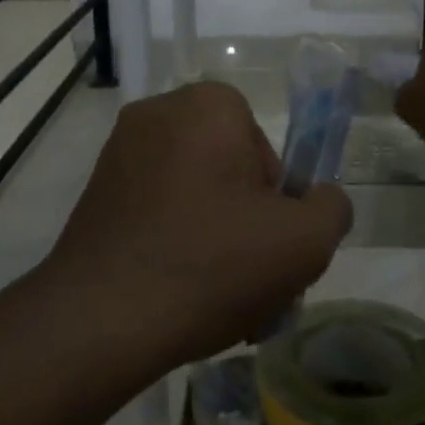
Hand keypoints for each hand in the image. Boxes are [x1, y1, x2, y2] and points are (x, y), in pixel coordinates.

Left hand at [46, 82, 352, 368]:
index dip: (275, 197)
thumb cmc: (213, 263)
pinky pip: (154, 210)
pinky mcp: (94, 192)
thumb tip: (321, 199)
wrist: (102, 319)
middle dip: (245, 219)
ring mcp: (118, 152)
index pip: (262, 145)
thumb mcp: (304, 241)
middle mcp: (158, 113)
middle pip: (227, 168)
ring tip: (218, 299)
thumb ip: (331, 209)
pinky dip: (173, 242)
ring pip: (192, 193)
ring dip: (212, 236)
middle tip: (249, 275)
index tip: (268, 239)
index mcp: (208, 106)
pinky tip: (178, 295)